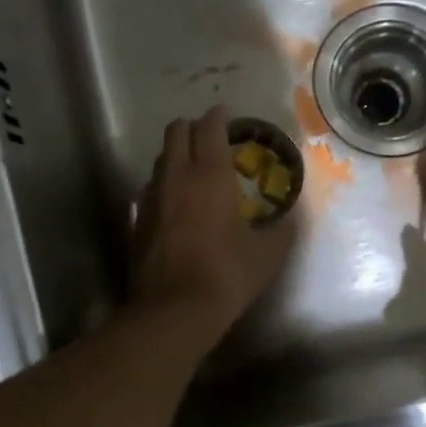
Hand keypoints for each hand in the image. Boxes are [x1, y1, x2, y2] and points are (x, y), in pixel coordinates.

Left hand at [130, 106, 293, 346]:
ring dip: (176, 156)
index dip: (219, 117)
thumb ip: (281, 228)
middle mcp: (176, 176)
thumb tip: (289, 217)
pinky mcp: (136, 219)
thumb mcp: (268, 253)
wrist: (174, 310)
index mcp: (210, 174)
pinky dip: (164, 185)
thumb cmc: (227, 274)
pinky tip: (177, 204)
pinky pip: (151, 188)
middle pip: (176, 131)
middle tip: (211, 140)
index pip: (209, 127)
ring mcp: (151, 197)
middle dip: (193, 128)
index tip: (228, 116)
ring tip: (194, 171)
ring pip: (160, 159)